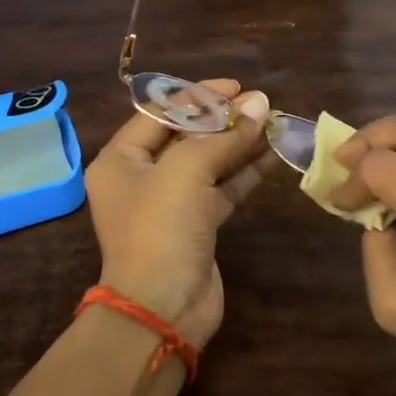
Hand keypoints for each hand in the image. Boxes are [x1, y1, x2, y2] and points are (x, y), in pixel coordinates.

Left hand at [85, 80, 270, 348]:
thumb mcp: (186, 171)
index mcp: (121, 160)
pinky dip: (245, 172)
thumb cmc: (161, 229)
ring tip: (274, 123)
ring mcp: (171, 204)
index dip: (197, 96)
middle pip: (186, 136)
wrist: (163, 308)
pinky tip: (272, 154)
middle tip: (261, 104)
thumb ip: (223, 135)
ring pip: (209, 163)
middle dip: (223, 119)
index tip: (235, 88)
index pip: (159, 114)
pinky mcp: (198, 225)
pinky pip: (222, 188)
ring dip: (239, 143)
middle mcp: (142, 178)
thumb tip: (260, 102)